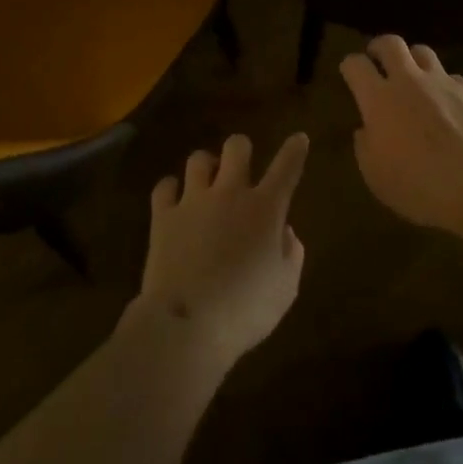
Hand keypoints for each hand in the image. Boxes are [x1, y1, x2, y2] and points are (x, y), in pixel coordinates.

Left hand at [131, 132, 309, 370]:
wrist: (187, 325)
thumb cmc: (245, 310)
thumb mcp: (285, 288)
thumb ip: (291, 254)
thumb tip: (284, 232)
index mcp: (265, 209)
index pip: (286, 168)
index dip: (294, 150)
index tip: (299, 139)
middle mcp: (230, 194)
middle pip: (237, 147)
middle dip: (241, 150)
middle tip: (241, 167)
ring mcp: (193, 201)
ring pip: (198, 159)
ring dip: (206, 166)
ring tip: (206, 181)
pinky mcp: (163, 217)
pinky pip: (165, 187)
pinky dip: (171, 189)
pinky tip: (174, 199)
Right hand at [341, 35, 462, 230]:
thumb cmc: (418, 184)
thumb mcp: (376, 175)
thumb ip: (366, 147)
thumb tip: (366, 130)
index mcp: (379, 99)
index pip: (356, 65)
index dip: (350, 65)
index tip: (350, 72)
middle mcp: (409, 81)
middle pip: (391, 44)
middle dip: (380, 46)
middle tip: (378, 58)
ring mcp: (442, 82)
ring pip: (423, 52)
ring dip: (414, 60)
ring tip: (415, 76)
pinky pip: (453, 79)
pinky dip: (445, 86)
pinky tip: (450, 104)